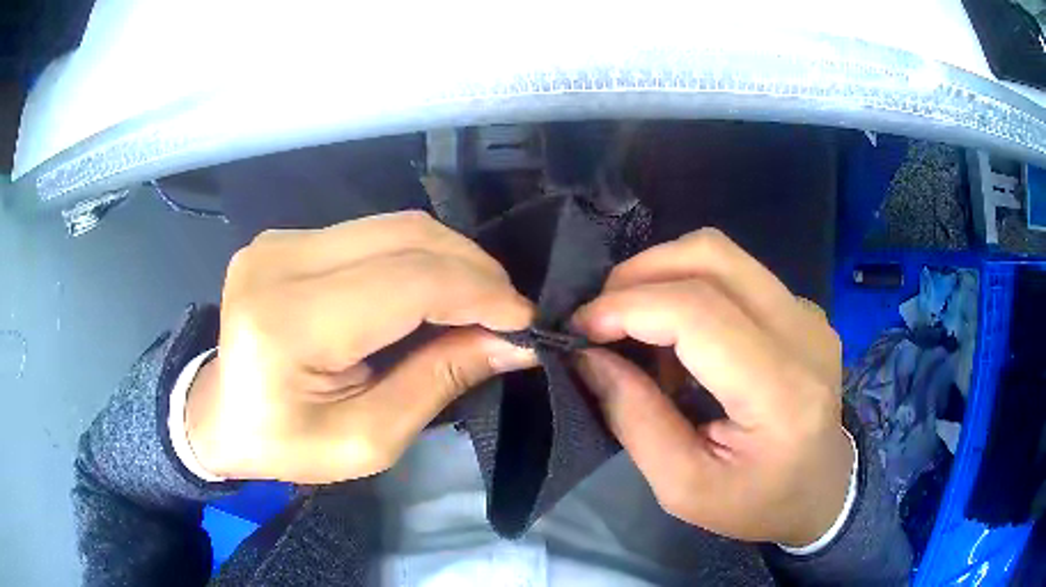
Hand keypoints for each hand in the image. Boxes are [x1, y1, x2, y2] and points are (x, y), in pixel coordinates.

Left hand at [185, 211, 536, 483]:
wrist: (219, 416)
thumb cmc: (284, 444)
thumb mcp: (366, 439)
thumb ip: (438, 383)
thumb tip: (513, 343)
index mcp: (287, 324)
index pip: (406, 283)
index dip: (478, 294)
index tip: (525, 320)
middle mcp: (279, 262)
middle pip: (404, 238)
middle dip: (474, 271)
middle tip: (508, 312)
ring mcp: (279, 241)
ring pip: (394, 226)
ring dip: (450, 260)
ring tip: (479, 301)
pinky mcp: (286, 237)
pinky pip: (372, 233)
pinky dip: (417, 257)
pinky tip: (433, 289)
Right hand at [572, 229, 852, 546]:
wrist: (825, 491)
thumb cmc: (758, 504)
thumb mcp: (684, 487)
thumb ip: (635, 419)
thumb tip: (588, 356)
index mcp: (782, 394)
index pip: (700, 314)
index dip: (629, 306)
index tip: (580, 327)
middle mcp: (804, 335)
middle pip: (712, 256)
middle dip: (641, 273)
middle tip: (602, 316)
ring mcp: (808, 315)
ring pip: (722, 255)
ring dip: (663, 278)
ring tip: (638, 329)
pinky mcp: (803, 310)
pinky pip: (736, 274)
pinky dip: (691, 290)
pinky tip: (681, 339)